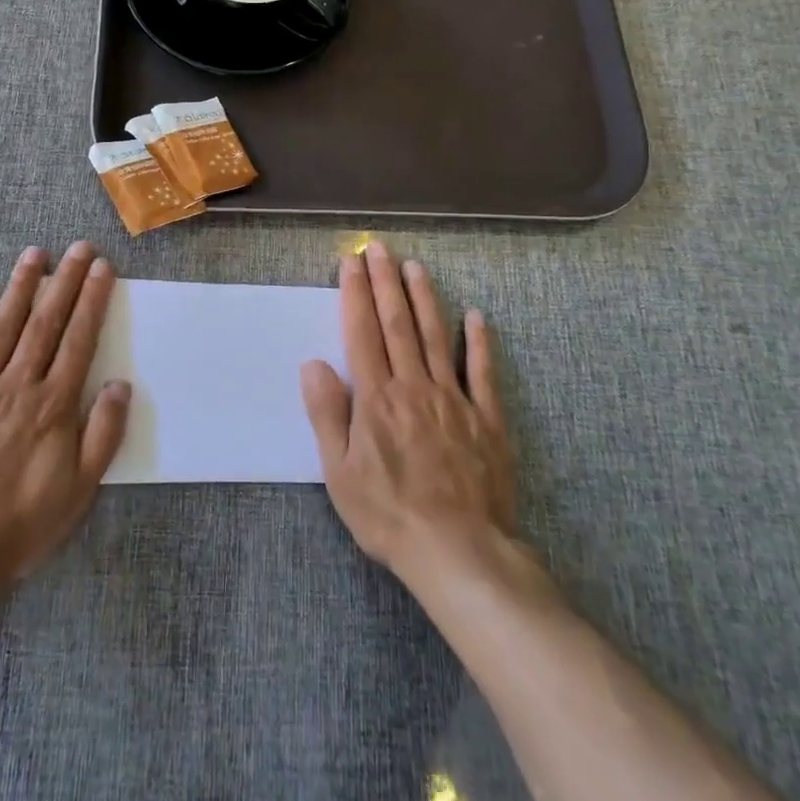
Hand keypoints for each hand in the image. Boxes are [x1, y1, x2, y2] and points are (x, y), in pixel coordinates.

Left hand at [0, 242, 129, 593]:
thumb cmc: (18, 524)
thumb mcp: (77, 491)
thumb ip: (102, 435)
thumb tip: (121, 385)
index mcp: (52, 405)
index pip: (78, 339)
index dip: (92, 300)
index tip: (102, 268)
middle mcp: (17, 385)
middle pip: (45, 322)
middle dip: (65, 281)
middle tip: (78, 247)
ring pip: (3, 326)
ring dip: (21, 287)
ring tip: (35, 254)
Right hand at [301, 241, 517, 585]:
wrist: (459, 552)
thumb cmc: (389, 515)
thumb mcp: (340, 473)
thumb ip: (327, 414)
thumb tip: (313, 364)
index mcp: (376, 397)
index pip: (361, 333)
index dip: (355, 294)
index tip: (351, 261)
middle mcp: (413, 386)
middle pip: (398, 324)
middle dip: (386, 282)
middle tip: (381, 249)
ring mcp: (453, 399)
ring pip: (437, 337)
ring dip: (425, 299)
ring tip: (416, 267)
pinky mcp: (486, 419)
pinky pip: (483, 373)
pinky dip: (480, 343)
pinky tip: (477, 317)